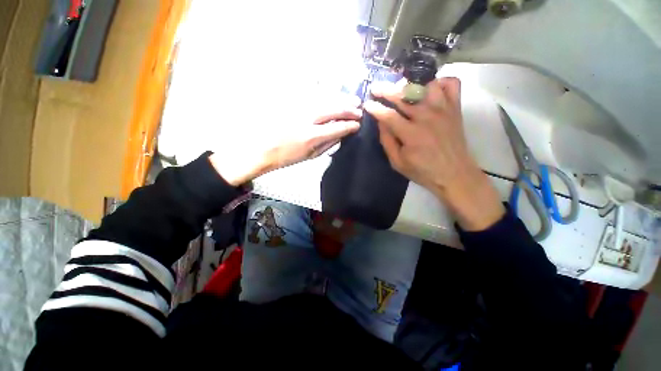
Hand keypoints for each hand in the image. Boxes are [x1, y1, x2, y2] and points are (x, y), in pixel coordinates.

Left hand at [210, 96, 361, 186]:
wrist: (262, 149)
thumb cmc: (287, 157)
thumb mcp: (310, 156)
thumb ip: (327, 144)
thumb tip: (341, 135)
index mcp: (311, 137)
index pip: (337, 128)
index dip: (350, 126)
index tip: (358, 125)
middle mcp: (307, 119)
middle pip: (333, 110)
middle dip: (348, 109)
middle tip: (359, 109)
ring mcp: (299, 109)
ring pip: (325, 100)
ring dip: (341, 99)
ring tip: (353, 99)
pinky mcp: (293, 103)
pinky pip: (314, 97)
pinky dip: (328, 97)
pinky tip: (334, 97)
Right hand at [364, 78, 503, 230]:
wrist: (454, 174)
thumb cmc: (423, 171)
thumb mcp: (397, 162)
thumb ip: (387, 141)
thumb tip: (381, 122)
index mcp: (411, 134)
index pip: (388, 115)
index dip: (375, 108)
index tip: (367, 104)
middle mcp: (427, 117)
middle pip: (403, 96)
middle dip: (385, 90)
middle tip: (375, 88)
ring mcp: (444, 109)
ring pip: (426, 84)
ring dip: (411, 84)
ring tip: (401, 88)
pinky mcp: (455, 108)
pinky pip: (451, 84)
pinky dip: (439, 82)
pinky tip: (429, 89)